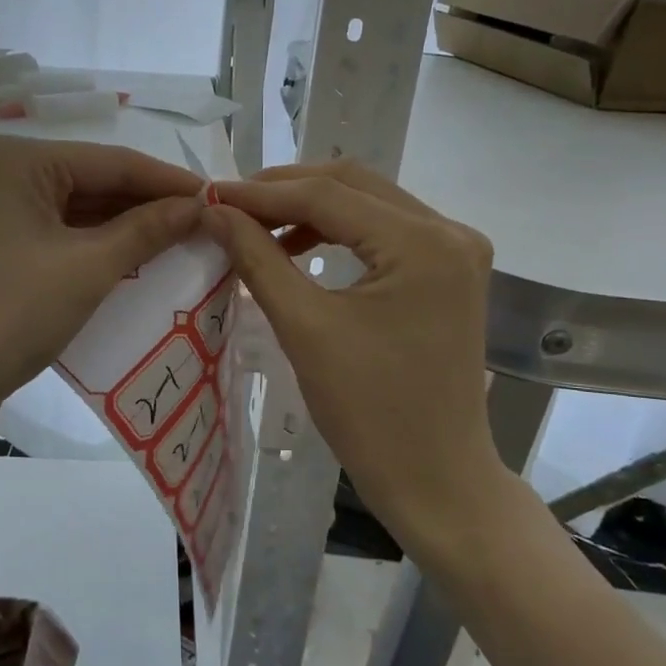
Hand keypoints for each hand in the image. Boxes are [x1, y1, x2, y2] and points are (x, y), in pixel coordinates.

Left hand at [0, 135, 203, 438]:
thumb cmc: (8, 315)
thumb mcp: (87, 269)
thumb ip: (147, 230)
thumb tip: (200, 206)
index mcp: (21, 160)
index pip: (113, 161)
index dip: (170, 182)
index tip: (222, 200)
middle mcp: (9, 175)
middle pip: (98, 184)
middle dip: (151, 207)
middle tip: (209, 228)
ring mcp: (3, 214)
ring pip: (83, 213)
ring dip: (130, 231)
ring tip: (187, 246)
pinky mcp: (4, 250)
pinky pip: (65, 239)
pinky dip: (102, 252)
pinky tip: (143, 265)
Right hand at [200, 161, 501, 535]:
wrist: (437, 479)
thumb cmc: (371, 413)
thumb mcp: (305, 328)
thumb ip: (258, 258)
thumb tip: (214, 213)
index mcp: (423, 243)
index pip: (328, 195)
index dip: (262, 194)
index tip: (211, 197)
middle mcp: (449, 231)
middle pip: (352, 185)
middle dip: (285, 191)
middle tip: (230, 208)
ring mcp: (455, 250)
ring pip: (368, 203)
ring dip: (310, 208)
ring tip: (256, 227)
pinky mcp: (448, 272)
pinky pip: (383, 231)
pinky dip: (337, 232)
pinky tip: (297, 247)